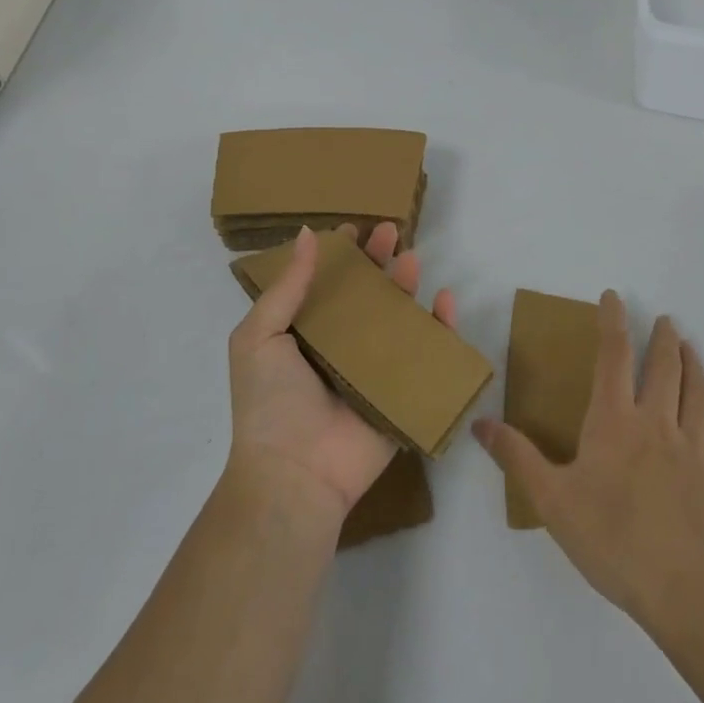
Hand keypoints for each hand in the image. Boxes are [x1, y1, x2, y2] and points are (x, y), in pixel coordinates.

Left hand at [226, 223, 457, 525]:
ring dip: (407, 286)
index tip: (353, 228)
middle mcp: (340, 347)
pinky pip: (426, 355)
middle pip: (365, 294)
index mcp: (304, 334)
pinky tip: (444, 300)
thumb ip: (286, 287)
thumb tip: (307, 234)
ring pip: (397, 318)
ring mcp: (373, 370)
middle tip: (390, 231)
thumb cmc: (269, 402)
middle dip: (378, 260)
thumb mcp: (259, 337)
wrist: (294, 474)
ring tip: (413, 258)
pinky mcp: (402, 392)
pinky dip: (440, 327)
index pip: (326, 284)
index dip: (340, 255)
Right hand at [474, 292, 703, 630]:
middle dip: (663, 338)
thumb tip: (480, 422)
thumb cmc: (611, 539)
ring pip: (698, 391)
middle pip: (664, 367)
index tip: (613, 297)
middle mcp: (656, 422)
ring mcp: (694, 447)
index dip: (613, 322)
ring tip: (689, 347)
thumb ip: (517, 457)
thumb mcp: (551, 500)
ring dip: (694, 364)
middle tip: (665, 320)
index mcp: (614, 421)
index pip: (613, 357)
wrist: (682, 589)